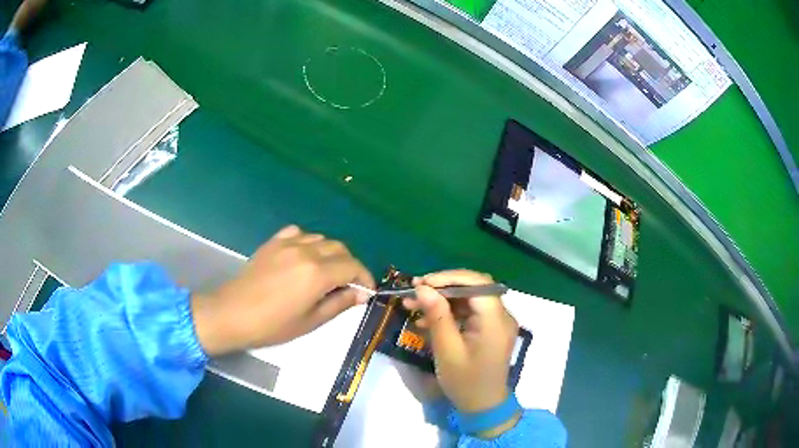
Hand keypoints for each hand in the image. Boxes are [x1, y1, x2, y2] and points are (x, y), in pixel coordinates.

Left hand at [191, 225, 374, 355]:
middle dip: (350, 265)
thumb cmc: (273, 325)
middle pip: (340, 249)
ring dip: (331, 253)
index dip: (365, 278)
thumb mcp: (311, 321)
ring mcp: (287, 244)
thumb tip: (361, 294)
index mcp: (317, 273)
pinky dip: (309, 242)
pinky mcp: (273, 243)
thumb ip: (339, 303)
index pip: (353, 266)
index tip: (366, 291)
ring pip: (321, 239)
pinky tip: (304, 257)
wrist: (233, 313)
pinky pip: (299, 233)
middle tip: (348, 285)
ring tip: (327, 272)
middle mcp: (306, 251)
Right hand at [404, 270, 519, 436]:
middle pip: (473, 288)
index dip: (449, 277)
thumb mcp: (447, 350)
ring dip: (442, 300)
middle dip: (442, 287)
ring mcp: (497, 322)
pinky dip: (449, 313)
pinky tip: (426, 320)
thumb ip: (437, 316)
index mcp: (496, 320)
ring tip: (413, 305)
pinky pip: (469, 312)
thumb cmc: (465, 382)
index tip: (422, 283)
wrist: (483, 406)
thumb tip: (422, 288)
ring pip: (468, 299)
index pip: (477, 283)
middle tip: (414, 291)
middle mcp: (501, 315)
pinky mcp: (490, 329)